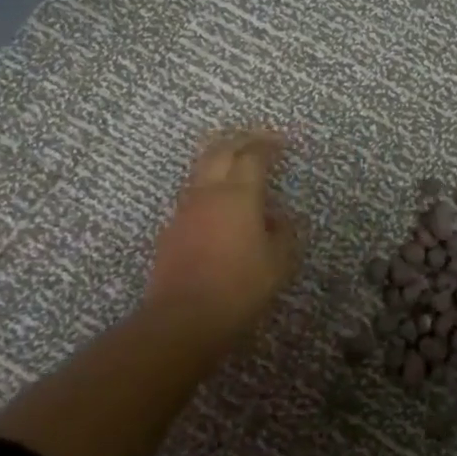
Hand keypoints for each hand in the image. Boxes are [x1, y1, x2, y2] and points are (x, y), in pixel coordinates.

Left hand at [145, 131, 298, 342]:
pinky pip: (193, 192)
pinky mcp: (171, 228)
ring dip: (221, 157)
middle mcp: (208, 192)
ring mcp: (185, 208)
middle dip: (241, 139)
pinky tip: (219, 201)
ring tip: (237, 162)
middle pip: (221, 150)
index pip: (254, 155)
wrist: (184, 317)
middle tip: (259, 138)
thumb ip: (285, 232)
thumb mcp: (279, 262)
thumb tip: (279, 218)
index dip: (270, 144)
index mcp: (239, 194)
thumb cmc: (240, 287)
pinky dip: (209, 184)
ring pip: (201, 168)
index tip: (284, 142)